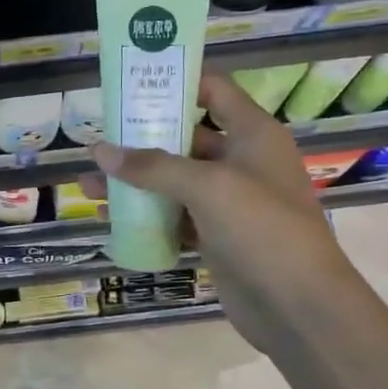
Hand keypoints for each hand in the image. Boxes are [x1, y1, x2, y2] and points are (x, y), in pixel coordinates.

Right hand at [89, 73, 351, 351]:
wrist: (299, 306)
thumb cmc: (263, 230)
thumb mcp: (208, 187)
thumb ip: (153, 167)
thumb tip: (99, 151)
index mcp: (253, 135)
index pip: (212, 91)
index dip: (175, 82)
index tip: (130, 84)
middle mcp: (241, 161)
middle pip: (186, 137)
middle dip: (141, 138)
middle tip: (98, 138)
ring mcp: (229, 201)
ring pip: (173, 180)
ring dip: (135, 181)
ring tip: (88, 183)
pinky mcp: (216, 235)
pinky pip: (174, 215)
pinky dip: (145, 215)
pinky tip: (111, 217)